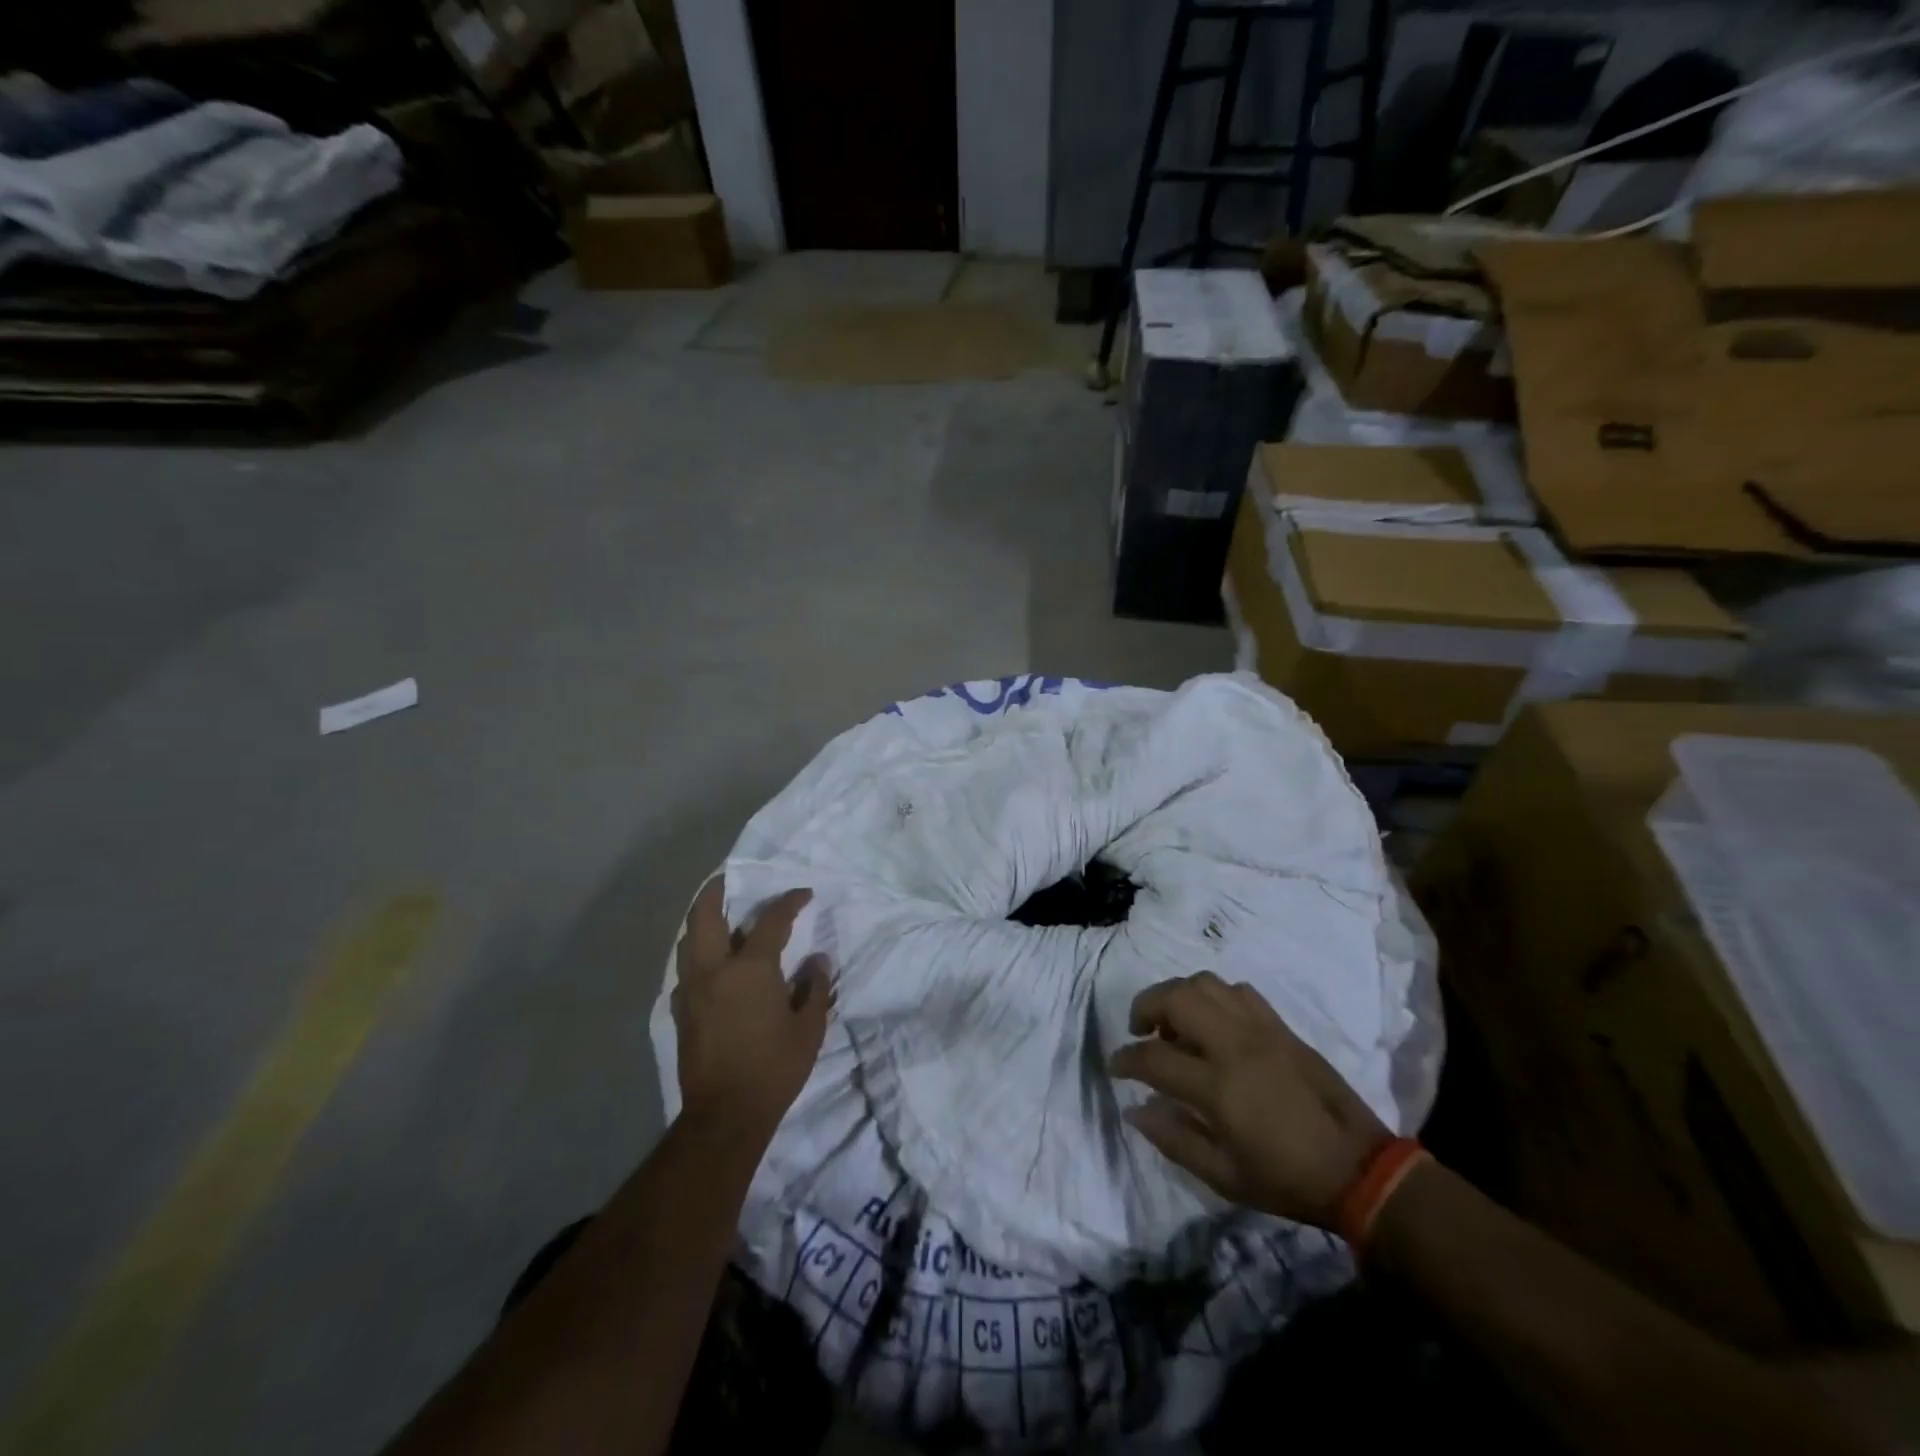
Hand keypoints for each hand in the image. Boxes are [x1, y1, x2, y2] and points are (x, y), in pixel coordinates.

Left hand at [673, 878, 830, 1139]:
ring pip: (688, 940)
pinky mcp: (680, 1011)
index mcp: (750, 969)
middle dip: (717, 890)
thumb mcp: (809, 1027)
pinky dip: (697, 953)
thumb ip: (814, 987)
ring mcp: (691, 990)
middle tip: (731, 879)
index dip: (789, 901)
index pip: (771, 920)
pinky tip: (713, 963)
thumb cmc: (775, 1068)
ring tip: (720, 916)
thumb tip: (817, 960)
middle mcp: (714, 970)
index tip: (803, 893)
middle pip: (705, 915)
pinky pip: (686, 968)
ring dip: (702, 920)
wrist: (725, 1115)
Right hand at [1109, 972, 1388, 1228]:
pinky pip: (1237, 990)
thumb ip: (1174, 1139)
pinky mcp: (1280, 1025)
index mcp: (1217, 1087)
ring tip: (1174, 1022)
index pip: (1154, 1057)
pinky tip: (1214, 1021)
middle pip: (1175, 998)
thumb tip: (1135, 1109)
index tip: (1115, 1067)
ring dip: (1178, 995)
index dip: (1126, 1059)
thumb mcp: (1224, 1177)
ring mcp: (1259, 1029)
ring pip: (1205, 983)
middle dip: (1145, 1006)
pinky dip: (1214, 997)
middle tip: (1140, 1030)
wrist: (1359, 1168)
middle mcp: (1234, 1045)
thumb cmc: (1286, 1179)